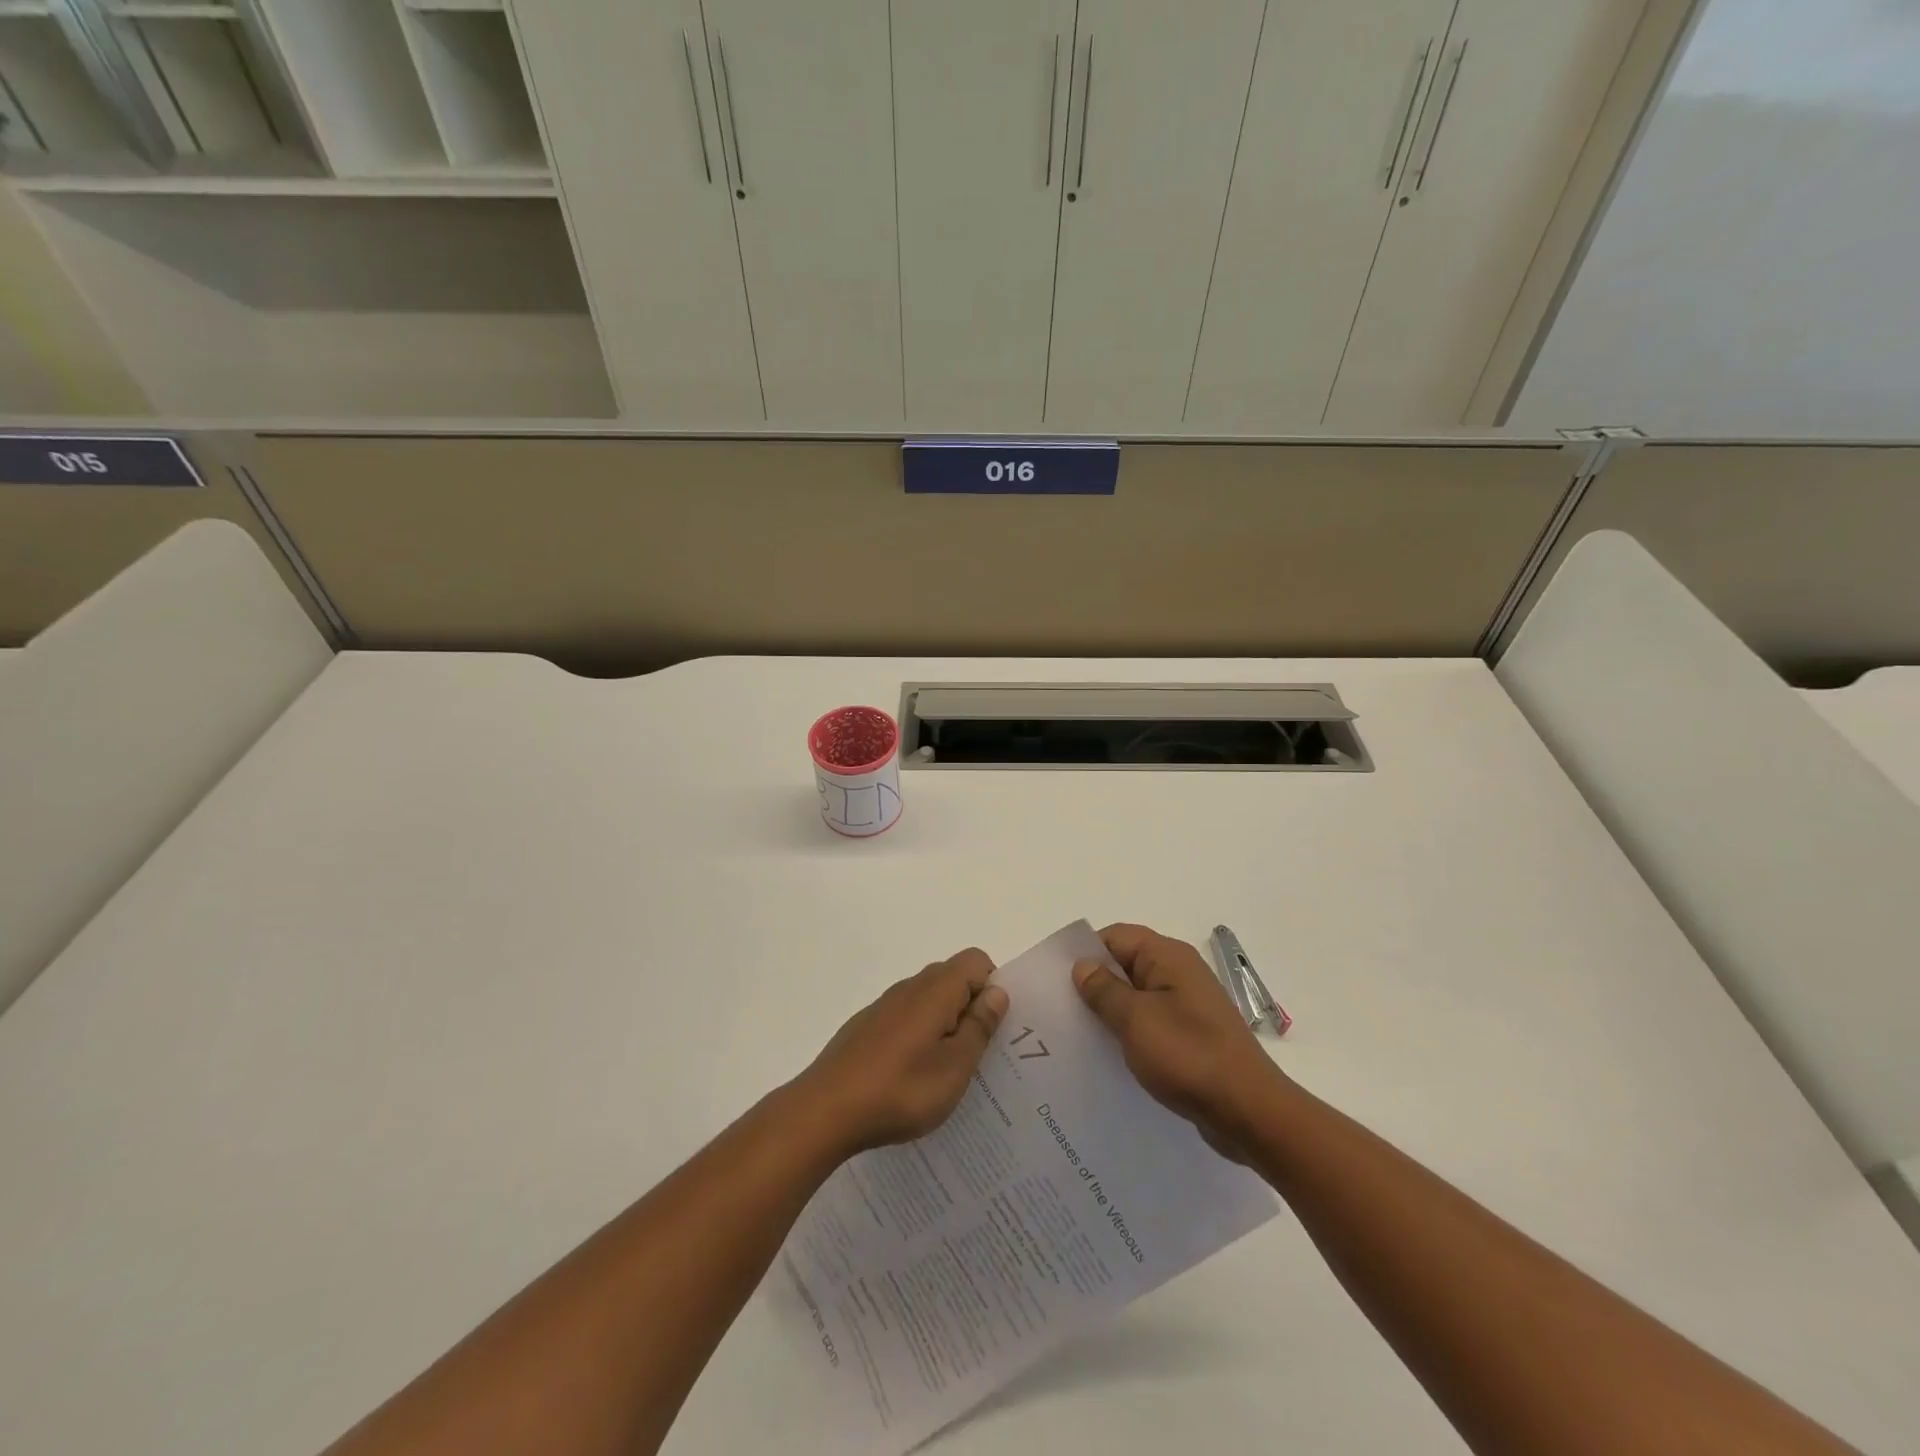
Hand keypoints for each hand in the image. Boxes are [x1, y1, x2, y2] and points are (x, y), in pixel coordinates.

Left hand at [794, 949, 1009, 1158]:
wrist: (825, 1111)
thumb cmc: (900, 1089)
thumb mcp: (955, 1066)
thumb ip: (979, 1026)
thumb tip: (997, 992)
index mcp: (935, 990)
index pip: (976, 961)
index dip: (992, 988)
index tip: (993, 1029)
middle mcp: (909, 987)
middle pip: (952, 979)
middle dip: (971, 1009)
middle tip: (977, 1056)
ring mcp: (884, 1007)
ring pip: (928, 1002)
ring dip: (944, 1026)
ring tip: (946, 1073)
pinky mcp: (866, 1027)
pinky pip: (905, 1020)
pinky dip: (918, 1038)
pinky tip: (912, 1078)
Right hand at [1073, 924, 1290, 1159]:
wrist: (1249, 1112)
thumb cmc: (1188, 1056)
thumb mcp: (1135, 1020)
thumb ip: (1104, 990)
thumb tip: (1083, 966)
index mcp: (1168, 957)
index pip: (1116, 936)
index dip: (1086, 952)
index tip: (1057, 979)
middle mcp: (1180, 973)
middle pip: (1126, 964)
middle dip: (1095, 983)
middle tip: (1060, 1009)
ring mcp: (1189, 1006)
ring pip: (1137, 996)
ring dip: (1111, 1011)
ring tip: (1078, 1034)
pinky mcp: (1193, 1036)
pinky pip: (1152, 1022)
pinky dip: (1131, 1032)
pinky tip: (1110, 1056)